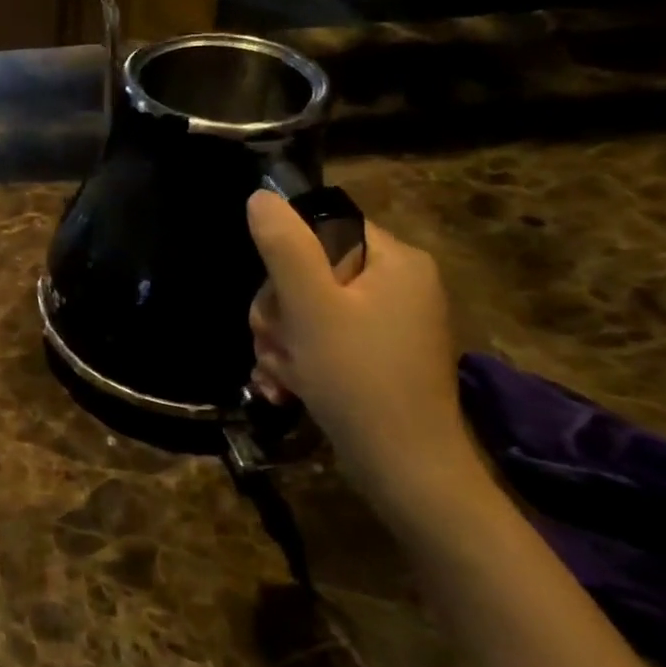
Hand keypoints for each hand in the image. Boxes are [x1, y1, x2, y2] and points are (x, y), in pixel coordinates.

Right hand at [246, 191, 490, 531]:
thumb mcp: (312, 308)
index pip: (322, 230)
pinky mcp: (376, 357)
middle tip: (275, 345)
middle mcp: (397, 284)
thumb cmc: (358, 379)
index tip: (277, 301)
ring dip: (281, 342)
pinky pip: (321, 341)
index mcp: (394, 260)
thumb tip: (260, 197)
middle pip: (308, 273)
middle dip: (278, 313)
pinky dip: (298, 362)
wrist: (405, 470)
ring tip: (283, 376)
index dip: (285, 261)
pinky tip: (285, 389)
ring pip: (306, 311)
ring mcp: (388, 323)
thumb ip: (284, 247)